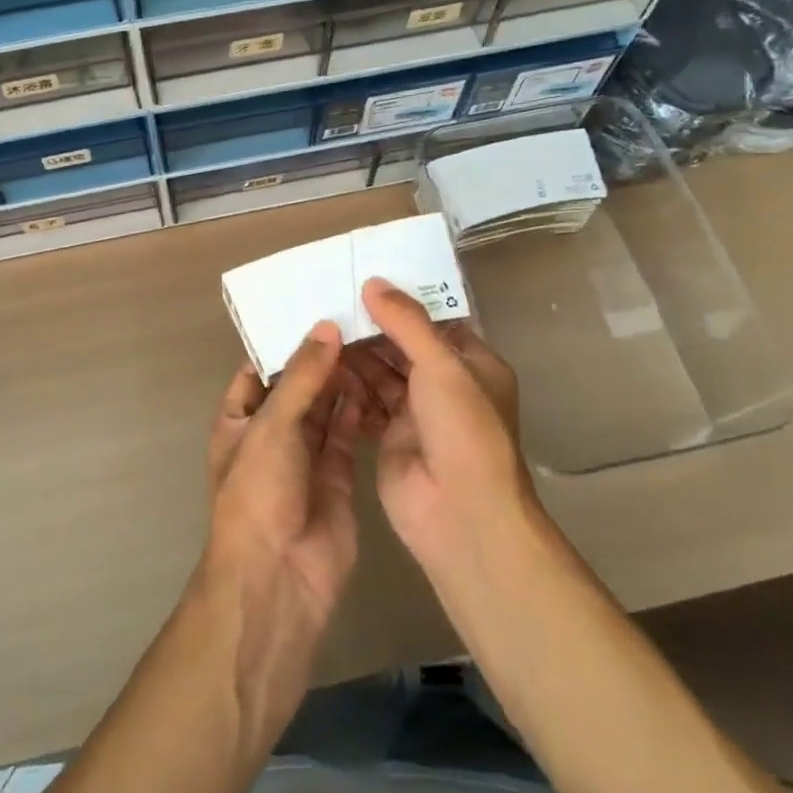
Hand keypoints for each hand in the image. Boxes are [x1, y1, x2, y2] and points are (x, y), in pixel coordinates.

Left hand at [204, 321, 362, 629]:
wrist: (278, 578)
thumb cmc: (258, 493)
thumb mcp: (272, 426)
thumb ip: (301, 377)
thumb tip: (326, 327)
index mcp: (239, 419)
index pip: (259, 369)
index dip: (284, 341)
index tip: (317, 306)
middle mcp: (270, 434)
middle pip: (297, 386)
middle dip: (320, 358)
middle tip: (356, 317)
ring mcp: (303, 457)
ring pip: (324, 408)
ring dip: (342, 381)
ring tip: (371, 340)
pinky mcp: (336, 477)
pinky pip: (346, 435)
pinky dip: (359, 412)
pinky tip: (379, 382)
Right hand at [344, 278, 535, 572]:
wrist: (460, 514)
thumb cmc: (462, 430)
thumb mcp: (441, 365)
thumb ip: (407, 322)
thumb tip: (373, 282)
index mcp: (473, 364)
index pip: (436, 322)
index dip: (404, 302)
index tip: (365, 278)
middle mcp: (446, 385)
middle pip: (404, 346)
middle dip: (372, 327)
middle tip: (331, 301)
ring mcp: (417, 412)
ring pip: (382, 372)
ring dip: (356, 355)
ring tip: (320, 328)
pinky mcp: (390, 435)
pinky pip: (366, 400)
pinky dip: (348, 385)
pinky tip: (321, 366)